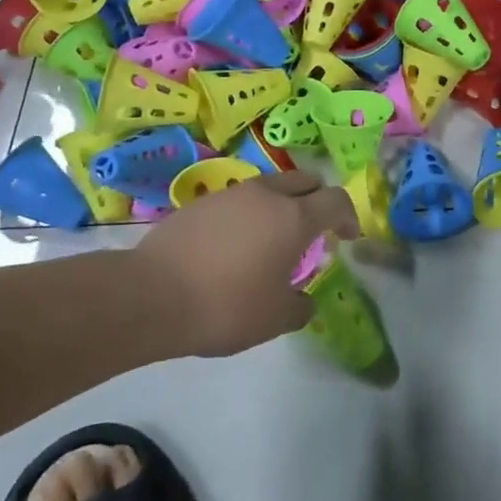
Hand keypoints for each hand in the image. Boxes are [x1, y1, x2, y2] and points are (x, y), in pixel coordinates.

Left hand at [134, 171, 359, 356]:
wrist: (151, 295)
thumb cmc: (226, 306)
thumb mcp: (275, 319)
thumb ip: (300, 307)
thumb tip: (304, 301)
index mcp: (294, 217)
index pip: (336, 200)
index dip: (349, 215)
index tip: (348, 236)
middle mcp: (266, 195)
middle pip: (304, 182)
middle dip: (317, 201)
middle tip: (314, 231)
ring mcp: (230, 194)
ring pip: (269, 187)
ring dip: (281, 206)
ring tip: (271, 240)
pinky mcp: (200, 202)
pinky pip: (237, 200)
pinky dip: (247, 215)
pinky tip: (234, 246)